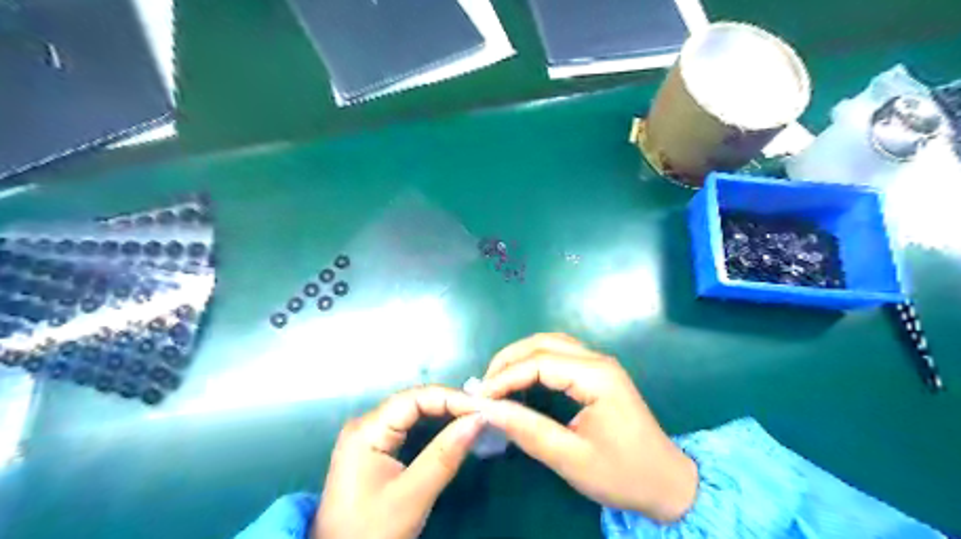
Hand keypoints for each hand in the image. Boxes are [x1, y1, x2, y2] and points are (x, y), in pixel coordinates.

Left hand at [316, 386, 484, 538]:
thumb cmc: (371, 532)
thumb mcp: (412, 496)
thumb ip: (445, 454)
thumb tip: (479, 418)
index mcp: (366, 429)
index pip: (415, 398)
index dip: (451, 398)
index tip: (482, 408)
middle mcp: (366, 424)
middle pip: (414, 402)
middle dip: (450, 405)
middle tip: (483, 414)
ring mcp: (370, 436)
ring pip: (414, 413)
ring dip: (444, 415)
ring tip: (475, 420)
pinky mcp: (376, 449)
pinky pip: (410, 428)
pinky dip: (434, 429)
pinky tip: (453, 433)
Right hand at [480, 333, 699, 521]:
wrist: (668, 484)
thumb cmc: (622, 474)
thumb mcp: (571, 458)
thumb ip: (528, 430)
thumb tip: (488, 410)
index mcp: (596, 376)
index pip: (539, 363)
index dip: (505, 377)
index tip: (479, 397)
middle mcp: (598, 360)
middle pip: (543, 343)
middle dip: (508, 360)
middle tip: (484, 386)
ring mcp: (600, 364)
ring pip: (551, 343)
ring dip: (521, 357)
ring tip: (497, 381)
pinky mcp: (599, 374)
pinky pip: (560, 355)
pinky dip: (535, 362)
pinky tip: (523, 379)